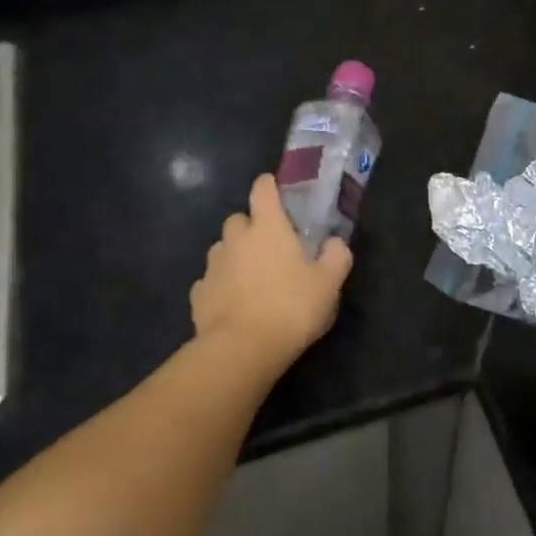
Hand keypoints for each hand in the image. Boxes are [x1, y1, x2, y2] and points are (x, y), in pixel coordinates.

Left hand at [191, 174, 351, 364]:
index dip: (269, 186)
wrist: (242, 349)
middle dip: (251, 226)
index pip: (263, 189)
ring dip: (235, 255)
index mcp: (268, 227)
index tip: (277, 191)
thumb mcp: (329, 283)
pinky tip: (233, 303)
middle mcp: (236, 239)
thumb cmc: (291, 307)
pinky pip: (210, 281)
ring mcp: (213, 266)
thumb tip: (335, 242)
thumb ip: (336, 256)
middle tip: (270, 245)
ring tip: (252, 277)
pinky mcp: (198, 295)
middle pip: (238, 219)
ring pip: (222, 249)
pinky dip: (220, 286)